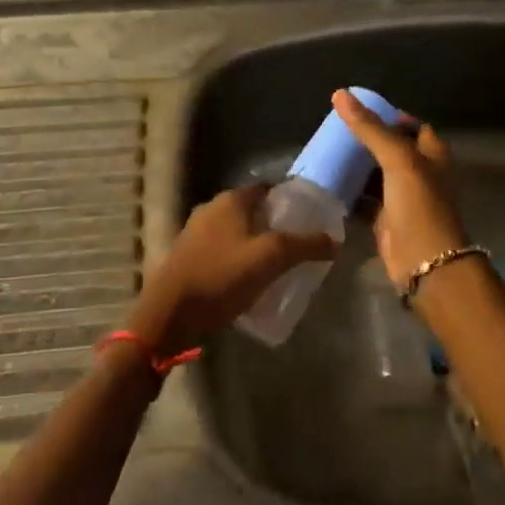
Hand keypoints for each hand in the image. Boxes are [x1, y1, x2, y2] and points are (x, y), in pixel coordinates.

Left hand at [129, 187, 334, 354]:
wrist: (169, 314)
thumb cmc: (221, 277)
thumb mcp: (270, 259)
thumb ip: (305, 246)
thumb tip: (335, 240)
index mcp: (231, 200)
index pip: (267, 189)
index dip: (289, 201)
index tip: (309, 220)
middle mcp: (211, 209)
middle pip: (251, 211)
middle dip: (273, 226)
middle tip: (297, 247)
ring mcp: (195, 233)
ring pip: (235, 232)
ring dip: (254, 244)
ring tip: (276, 267)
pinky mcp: (186, 257)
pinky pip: (221, 251)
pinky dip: (236, 260)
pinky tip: (247, 281)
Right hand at [333, 89, 468, 288]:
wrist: (424, 262)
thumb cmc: (419, 204)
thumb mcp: (397, 159)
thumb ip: (369, 127)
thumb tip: (340, 94)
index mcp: (432, 154)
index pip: (411, 125)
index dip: (389, 116)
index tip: (360, 110)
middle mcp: (420, 172)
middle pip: (391, 148)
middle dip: (367, 140)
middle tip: (335, 130)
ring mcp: (403, 197)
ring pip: (376, 174)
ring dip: (356, 166)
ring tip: (326, 151)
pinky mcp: (386, 219)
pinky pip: (365, 199)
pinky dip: (350, 192)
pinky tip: (328, 182)